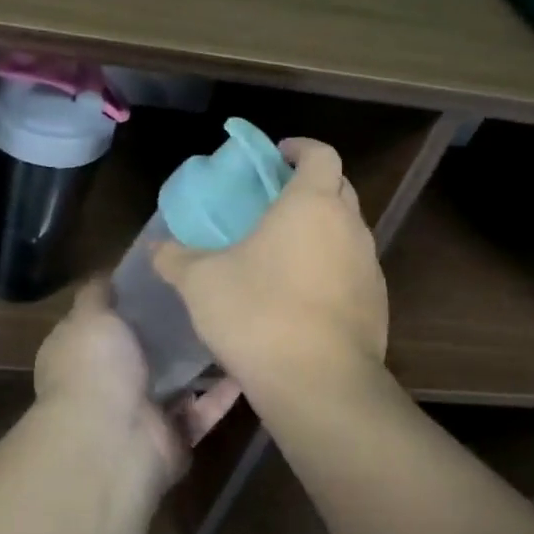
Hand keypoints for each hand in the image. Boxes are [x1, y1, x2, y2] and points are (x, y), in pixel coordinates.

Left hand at [34, 281, 241, 490]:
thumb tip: (107, 274)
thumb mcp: (89, 317)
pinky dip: (224, 391)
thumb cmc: (95, 369)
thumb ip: (98, 294)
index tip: (163, 269)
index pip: (103, 319)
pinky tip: (248, 359)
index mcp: (81, 352)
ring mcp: (140, 412)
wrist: (112, 442)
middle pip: (143, 349)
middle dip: (169, 326)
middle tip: (206, 291)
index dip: (129, 297)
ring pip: (175, 380)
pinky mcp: (173, 436)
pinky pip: (203, 409)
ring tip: (231, 320)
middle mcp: (107, 382)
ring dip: (199, 358)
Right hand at [151, 138, 387, 413]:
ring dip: (321, 230)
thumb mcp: (201, 282)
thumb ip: (175, 258)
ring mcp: (369, 267)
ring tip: (283, 251)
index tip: (276, 156)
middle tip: (273, 202)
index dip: (300, 148)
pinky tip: (300, 296)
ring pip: (348, 231)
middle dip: (310, 186)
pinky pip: (353, 270)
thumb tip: (155, 247)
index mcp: (312, 204)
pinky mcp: (377, 305)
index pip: (320, 154)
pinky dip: (331, 268)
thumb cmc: (258, 314)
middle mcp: (350, 227)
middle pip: (339, 188)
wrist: (319, 385)